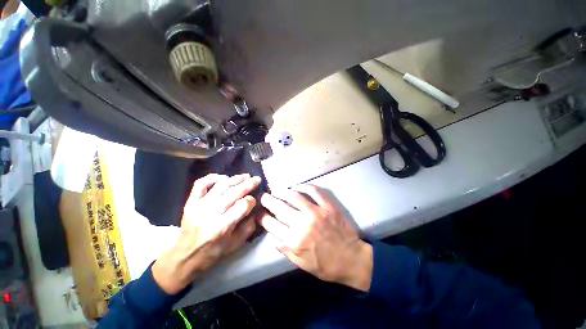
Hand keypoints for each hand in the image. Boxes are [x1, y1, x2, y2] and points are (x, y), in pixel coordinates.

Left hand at [152, 174, 260, 293]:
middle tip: (257, 179)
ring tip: (246, 176)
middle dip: (248, 184)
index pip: (242, 206)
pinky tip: (224, 177)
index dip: (251, 200)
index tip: (255, 200)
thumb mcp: (235, 245)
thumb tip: (255, 210)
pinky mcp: (190, 202)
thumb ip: (248, 227)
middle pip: (233, 193)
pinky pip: (200, 184)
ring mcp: (198, 206)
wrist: (184, 256)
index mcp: (222, 227)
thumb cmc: (212, 252)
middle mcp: (210, 213)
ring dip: (235, 179)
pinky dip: (212, 177)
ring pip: (220, 186)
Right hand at [259, 185, 372, 291]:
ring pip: (294, 196)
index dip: (262, 217)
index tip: (259, 212)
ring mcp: (316, 212)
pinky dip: (304, 186)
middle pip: (279, 208)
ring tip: (277, 190)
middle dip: (268, 200)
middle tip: (264, 196)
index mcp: (294, 241)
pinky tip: (297, 186)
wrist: (352, 259)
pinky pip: (314, 191)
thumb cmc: (326, 265)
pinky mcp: (328, 206)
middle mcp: (302, 224)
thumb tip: (272, 236)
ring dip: (282, 191)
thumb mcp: (302, 264)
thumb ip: (285, 250)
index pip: (271, 225)